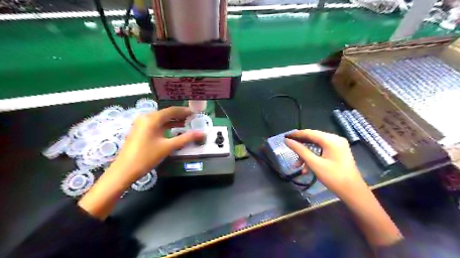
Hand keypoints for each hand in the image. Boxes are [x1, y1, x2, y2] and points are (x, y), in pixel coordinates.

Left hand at [77, 107, 202, 219]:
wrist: (124, 170)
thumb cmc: (147, 156)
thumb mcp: (168, 147)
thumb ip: (186, 138)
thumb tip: (202, 133)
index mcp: (152, 119)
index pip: (171, 110)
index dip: (184, 111)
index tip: (195, 113)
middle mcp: (145, 118)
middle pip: (166, 114)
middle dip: (179, 116)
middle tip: (192, 119)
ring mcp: (141, 124)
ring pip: (161, 119)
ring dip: (173, 121)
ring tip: (186, 124)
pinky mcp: (139, 131)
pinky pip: (155, 124)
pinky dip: (166, 126)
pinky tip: (173, 131)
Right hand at [285, 130, 366, 198]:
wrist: (353, 192)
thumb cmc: (334, 177)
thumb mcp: (314, 163)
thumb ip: (300, 150)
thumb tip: (287, 141)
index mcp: (331, 140)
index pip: (309, 133)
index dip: (296, 134)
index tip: (285, 136)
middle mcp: (335, 139)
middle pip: (313, 139)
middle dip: (300, 146)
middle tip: (289, 150)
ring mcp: (337, 146)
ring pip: (316, 146)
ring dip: (306, 155)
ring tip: (297, 165)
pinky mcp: (338, 152)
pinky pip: (322, 151)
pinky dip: (313, 157)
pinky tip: (306, 168)